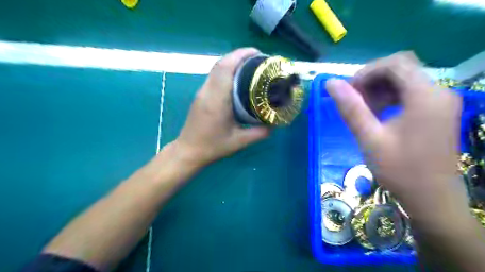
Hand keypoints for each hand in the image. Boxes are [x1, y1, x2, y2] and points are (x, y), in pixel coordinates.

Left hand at [175, 48, 270, 166]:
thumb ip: (259, 133)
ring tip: (250, 66)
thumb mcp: (239, 142)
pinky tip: (238, 78)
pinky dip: (226, 70)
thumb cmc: (213, 146)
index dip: (240, 55)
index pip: (225, 68)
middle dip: (239, 55)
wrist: (188, 151)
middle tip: (258, 59)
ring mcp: (202, 92)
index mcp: (217, 100)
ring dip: (232, 62)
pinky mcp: (201, 95)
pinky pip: (214, 76)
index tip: (257, 53)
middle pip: (220, 64)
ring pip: (216, 68)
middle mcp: (207, 91)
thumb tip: (275, 123)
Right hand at [326, 52, 465, 220]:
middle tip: (353, 99)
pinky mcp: (436, 111)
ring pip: (404, 79)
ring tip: (363, 109)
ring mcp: (440, 101)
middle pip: (401, 68)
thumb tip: (331, 83)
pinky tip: (377, 113)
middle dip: (372, 79)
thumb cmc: (399, 170)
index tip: (349, 91)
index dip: (367, 72)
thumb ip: (350, 108)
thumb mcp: (369, 138)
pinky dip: (389, 97)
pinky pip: (409, 93)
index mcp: (425, 96)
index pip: (396, 63)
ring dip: (379, 88)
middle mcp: (438, 92)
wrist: (431, 198)